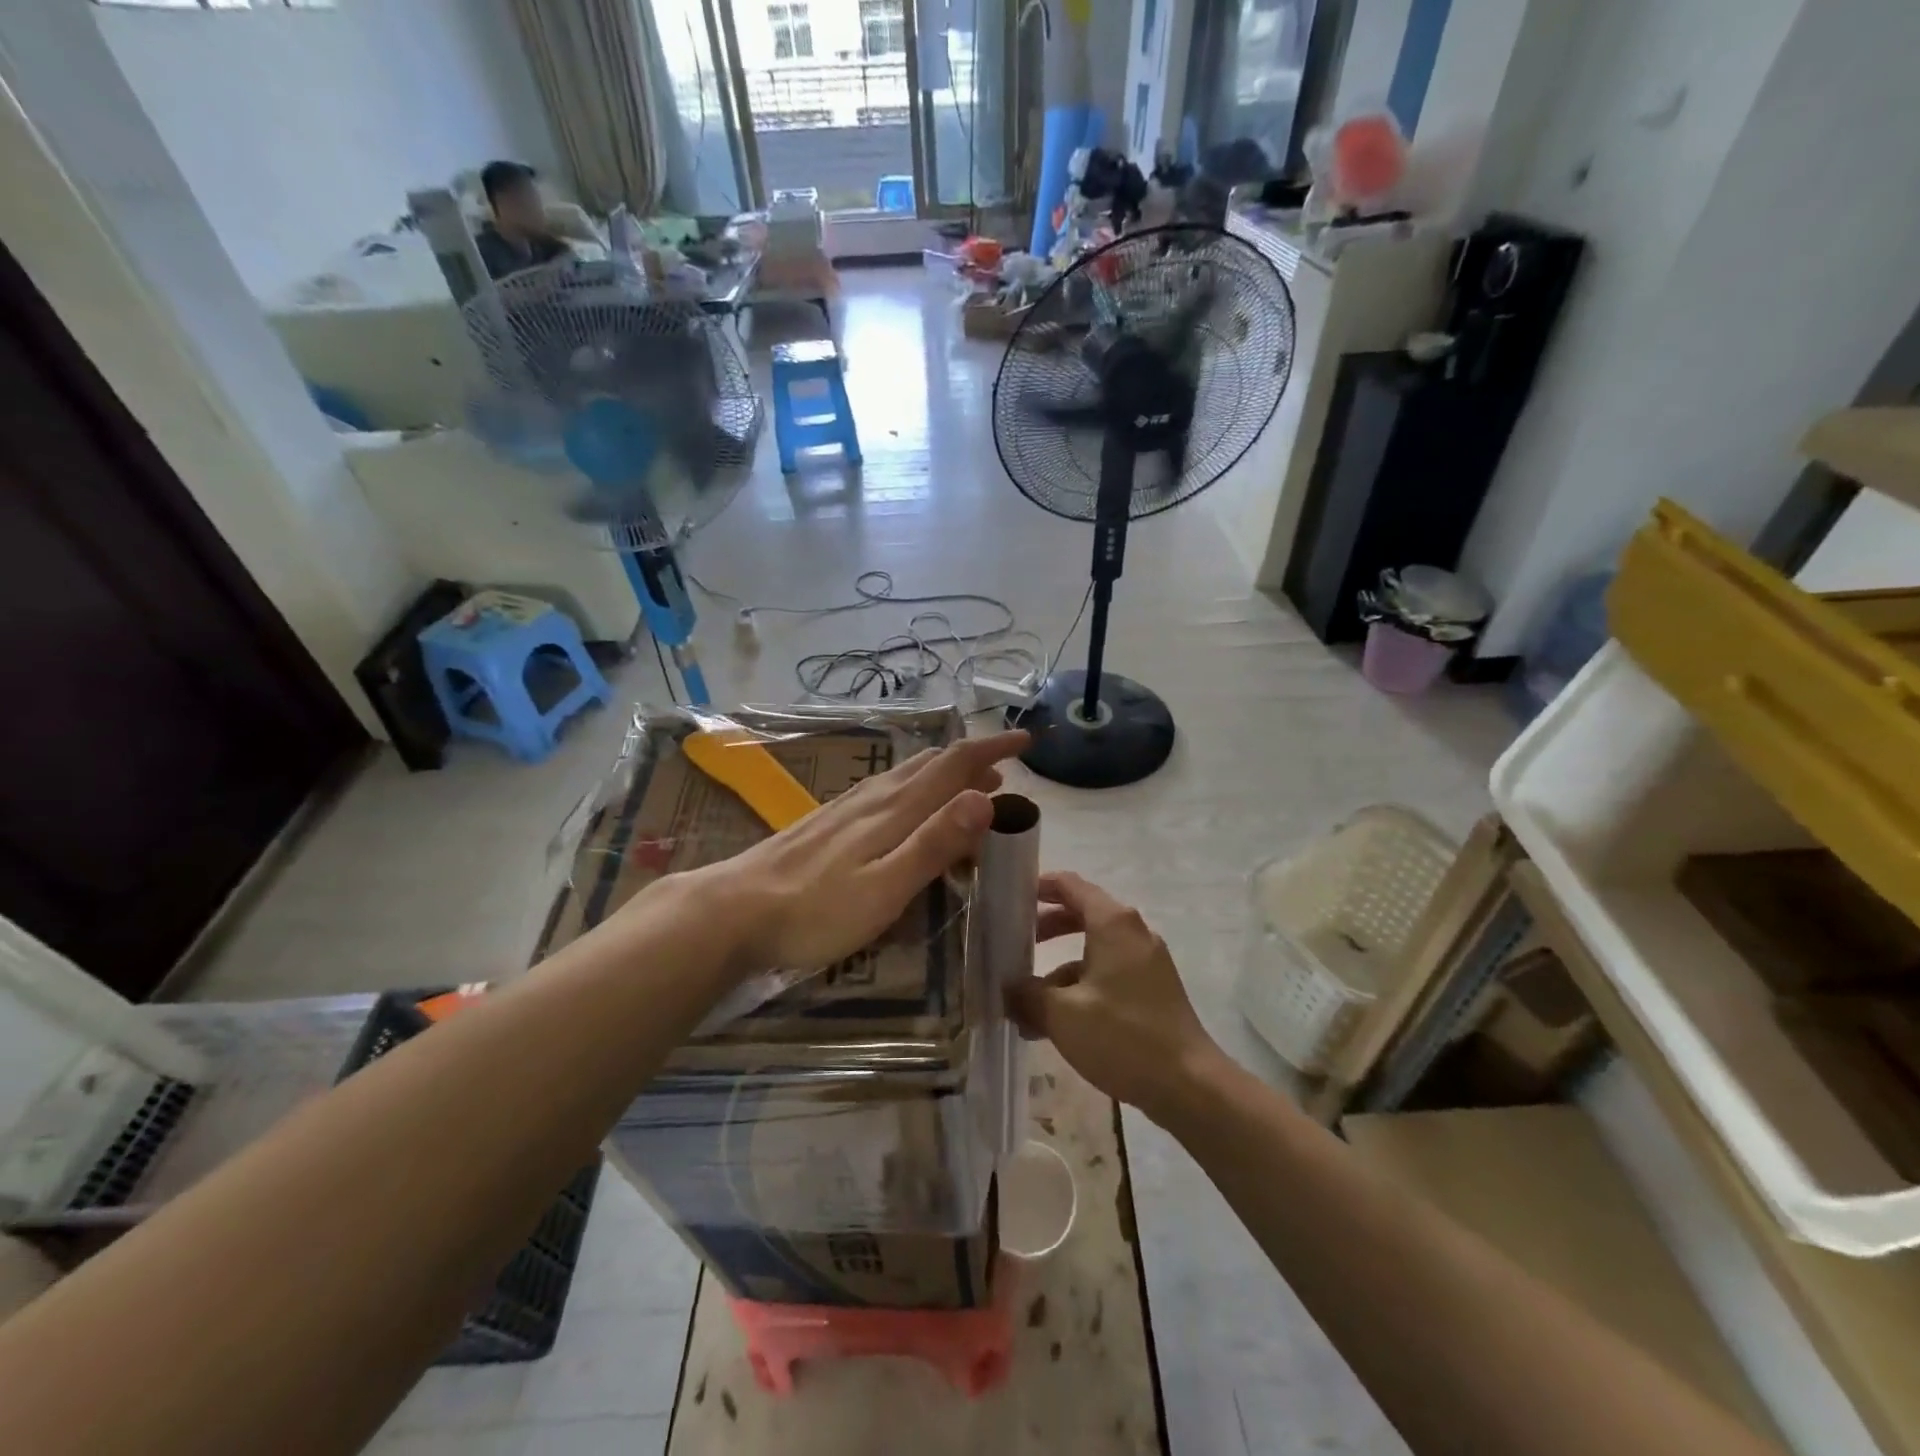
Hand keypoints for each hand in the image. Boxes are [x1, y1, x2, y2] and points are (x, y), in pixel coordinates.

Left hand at [688, 730, 1027, 975]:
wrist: (734, 909)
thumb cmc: (816, 909)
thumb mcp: (886, 887)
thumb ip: (935, 843)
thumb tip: (985, 797)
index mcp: (897, 809)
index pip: (955, 764)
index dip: (992, 749)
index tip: (1026, 741)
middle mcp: (876, 796)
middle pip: (933, 764)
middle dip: (973, 763)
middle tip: (1003, 779)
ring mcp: (848, 805)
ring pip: (908, 774)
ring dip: (945, 775)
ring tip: (967, 790)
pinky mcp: (829, 819)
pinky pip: (887, 788)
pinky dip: (916, 788)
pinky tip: (905, 806)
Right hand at [1008, 872, 1225, 1121]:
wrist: (1190, 1085)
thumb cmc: (1123, 1036)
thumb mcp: (1062, 1015)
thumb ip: (1027, 995)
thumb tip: (1006, 989)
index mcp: (1113, 923)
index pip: (1069, 884)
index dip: (1038, 886)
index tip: (1010, 897)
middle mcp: (1132, 932)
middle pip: (1081, 914)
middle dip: (1045, 928)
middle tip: (1014, 944)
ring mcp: (1146, 961)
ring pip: (1093, 950)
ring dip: (1059, 968)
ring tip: (1027, 1001)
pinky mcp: (1153, 989)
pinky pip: (1108, 974)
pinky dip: (1081, 987)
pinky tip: (1057, 1024)